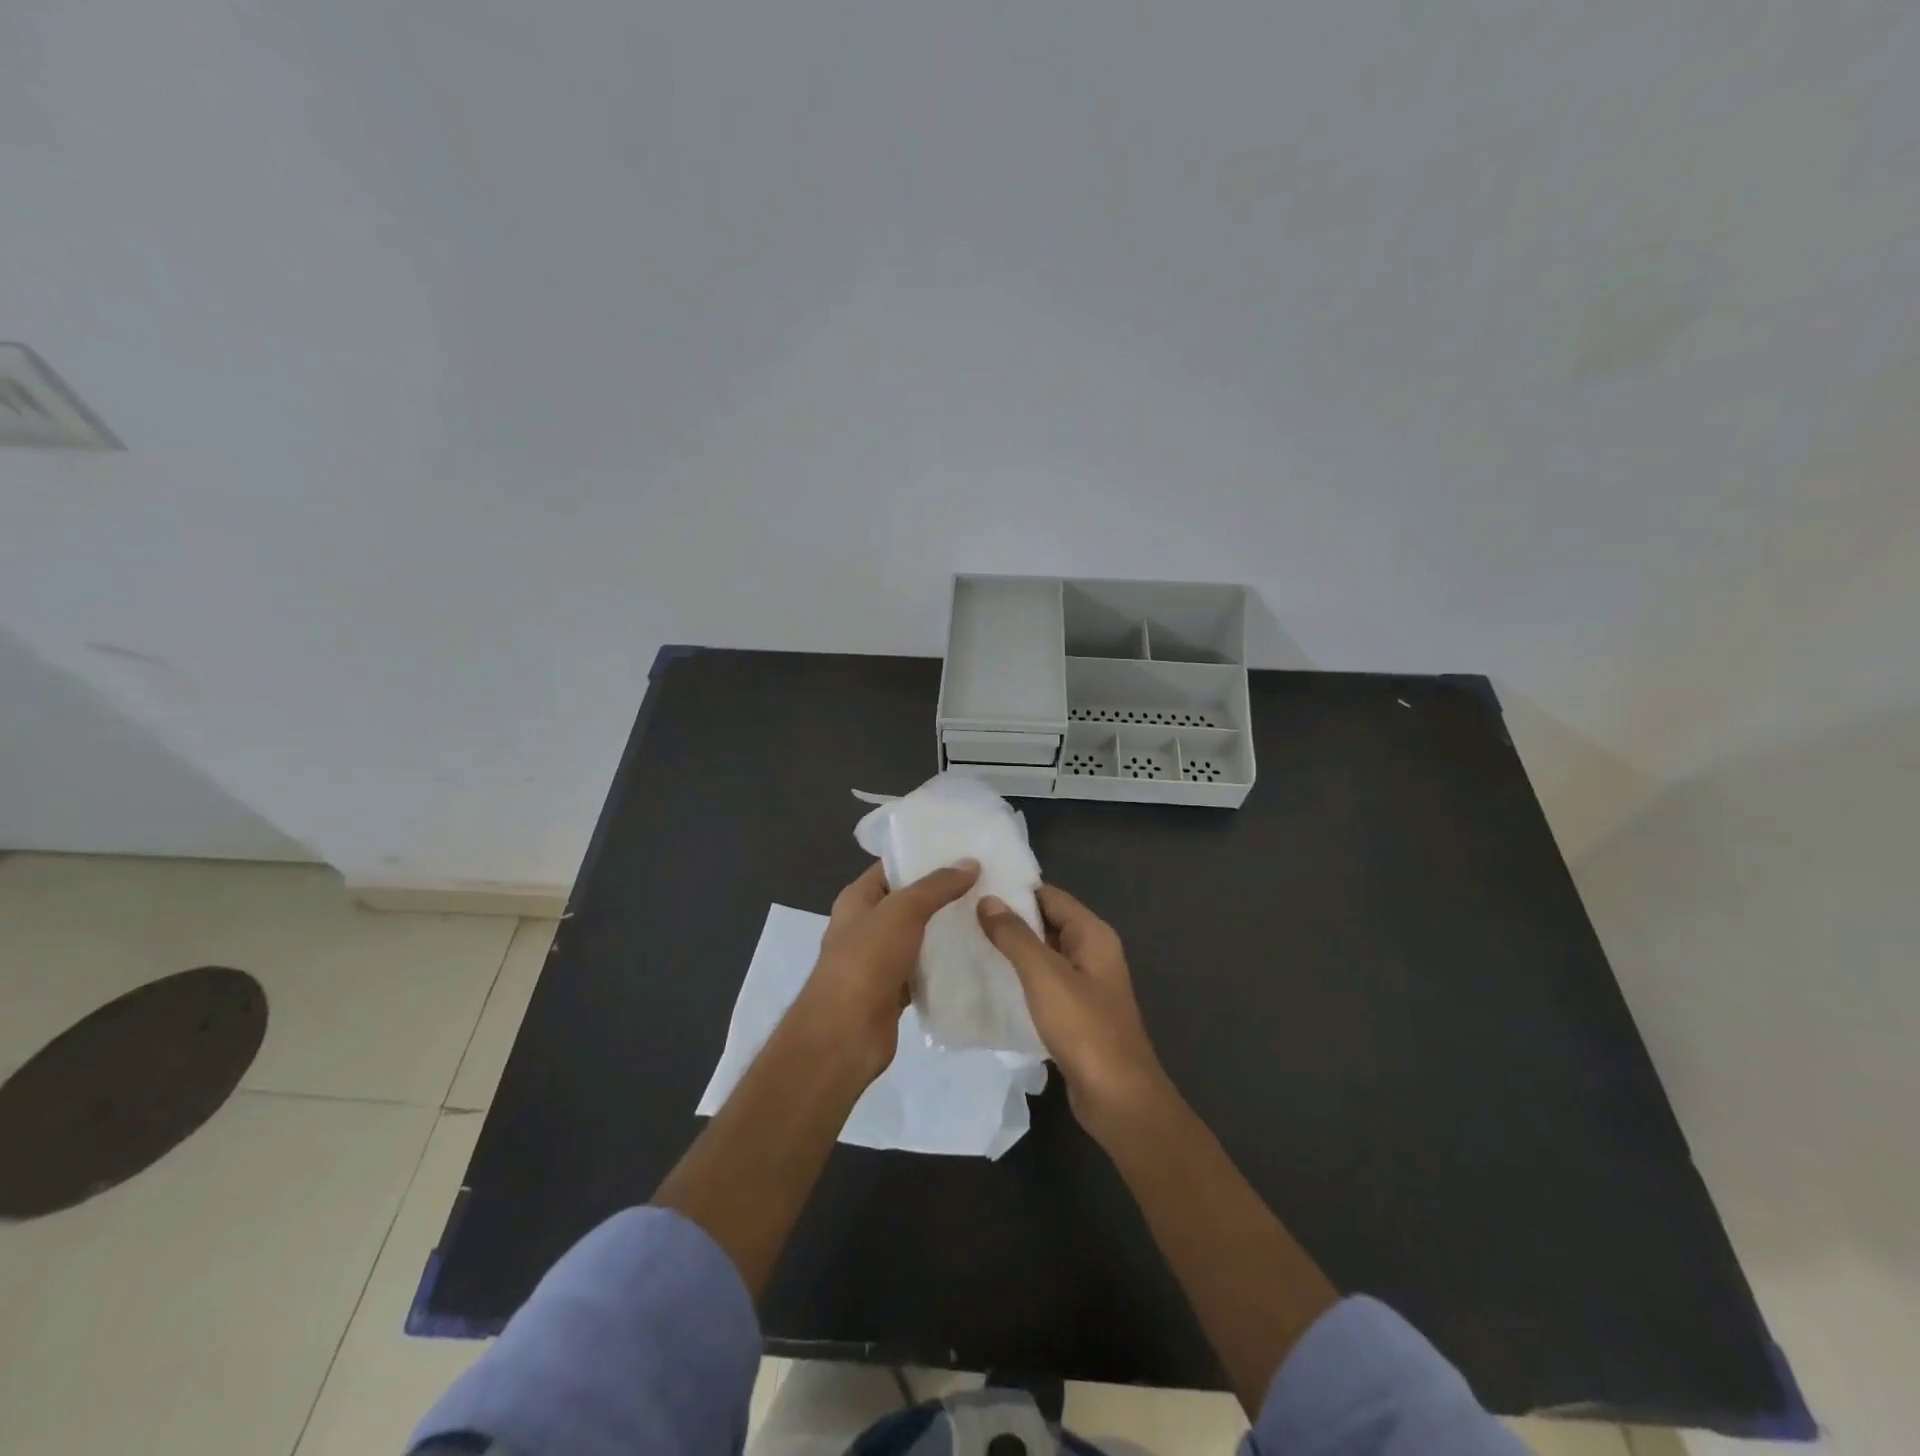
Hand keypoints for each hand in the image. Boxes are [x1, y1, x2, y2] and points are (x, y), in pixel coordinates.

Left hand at [792, 859, 980, 1081]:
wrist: (845, 1034)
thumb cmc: (866, 961)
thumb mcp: (902, 911)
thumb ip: (936, 886)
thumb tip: (970, 863)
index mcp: (858, 899)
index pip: (893, 867)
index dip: (925, 857)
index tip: (965, 852)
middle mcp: (866, 925)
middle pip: (909, 902)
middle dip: (943, 894)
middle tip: (986, 883)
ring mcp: (879, 959)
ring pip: (920, 937)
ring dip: (947, 930)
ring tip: (988, 915)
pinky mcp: (894, 990)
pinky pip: (924, 970)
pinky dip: (944, 965)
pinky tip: (976, 956)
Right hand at [977, 884, 1167, 1138]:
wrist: (1117, 1098)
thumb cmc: (1084, 1028)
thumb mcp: (1045, 975)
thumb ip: (1015, 936)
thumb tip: (987, 900)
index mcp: (1092, 934)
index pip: (1049, 895)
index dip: (1014, 889)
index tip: (974, 885)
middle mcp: (1092, 952)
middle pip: (1046, 922)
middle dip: (1009, 918)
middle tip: (962, 913)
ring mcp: (1085, 984)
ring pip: (1043, 954)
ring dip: (1012, 949)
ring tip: (967, 942)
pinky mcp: (1075, 1013)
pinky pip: (1043, 983)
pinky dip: (1020, 978)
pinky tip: (988, 982)